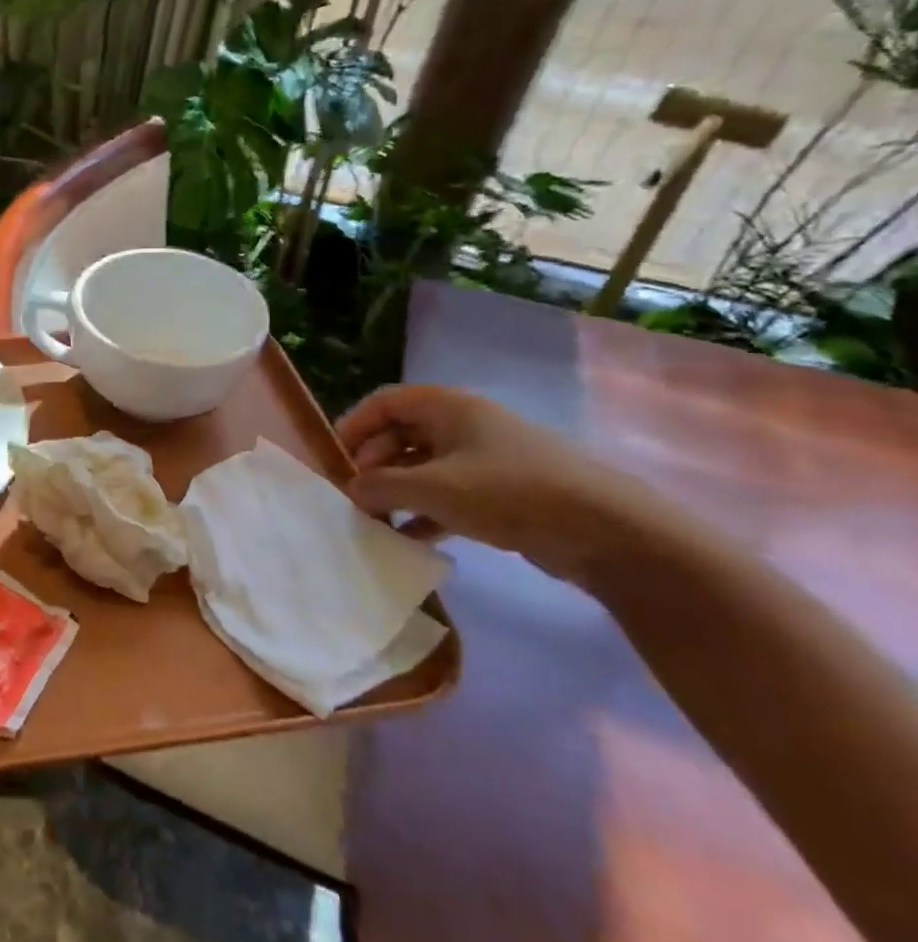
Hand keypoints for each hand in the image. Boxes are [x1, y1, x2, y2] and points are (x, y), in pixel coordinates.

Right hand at [336, 384, 667, 586]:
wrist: (609, 531)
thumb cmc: (509, 492)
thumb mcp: (432, 488)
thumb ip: (379, 487)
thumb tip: (350, 491)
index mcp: (448, 407)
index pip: (383, 402)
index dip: (353, 426)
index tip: (333, 460)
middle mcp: (465, 425)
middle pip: (401, 434)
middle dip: (372, 464)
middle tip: (353, 496)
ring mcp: (486, 459)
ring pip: (423, 467)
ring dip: (396, 491)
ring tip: (374, 521)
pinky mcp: (503, 492)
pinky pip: (448, 494)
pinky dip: (425, 512)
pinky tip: (409, 538)